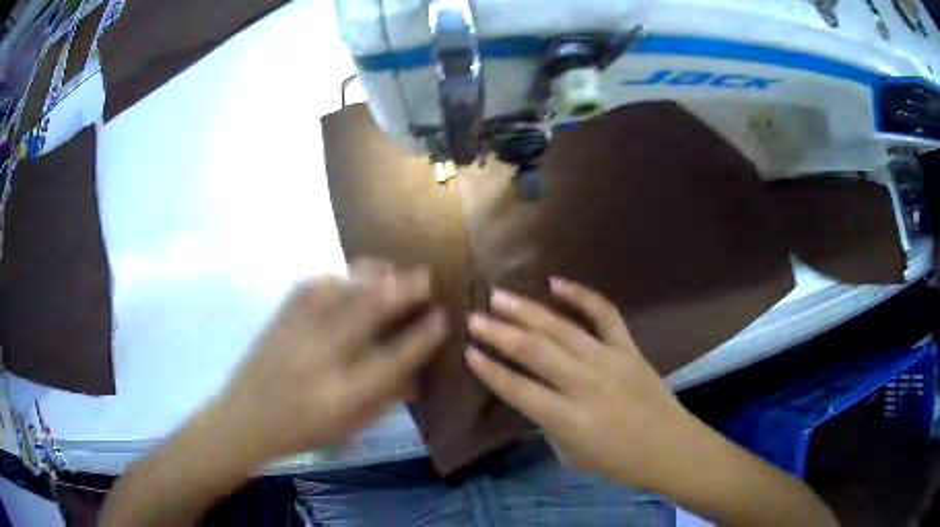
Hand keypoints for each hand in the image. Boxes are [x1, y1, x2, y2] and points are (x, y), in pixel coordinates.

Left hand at [213, 260, 446, 462]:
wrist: (244, 419)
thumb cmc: (301, 430)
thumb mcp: (348, 425)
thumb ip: (384, 398)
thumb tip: (417, 374)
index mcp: (342, 393)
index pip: (393, 359)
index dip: (422, 336)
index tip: (442, 317)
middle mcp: (321, 356)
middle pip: (368, 311)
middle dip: (403, 289)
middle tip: (425, 277)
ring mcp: (297, 331)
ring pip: (340, 290)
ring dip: (372, 275)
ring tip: (392, 270)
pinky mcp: (280, 317)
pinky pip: (312, 285)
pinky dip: (337, 276)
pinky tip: (348, 277)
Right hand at [465, 277, 695, 486]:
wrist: (669, 448)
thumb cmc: (618, 461)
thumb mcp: (572, 451)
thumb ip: (548, 419)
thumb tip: (531, 390)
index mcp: (567, 418)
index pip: (518, 389)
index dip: (490, 370)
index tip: (468, 352)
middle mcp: (584, 384)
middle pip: (534, 351)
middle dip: (499, 333)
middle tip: (474, 318)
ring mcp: (608, 360)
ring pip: (561, 329)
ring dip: (527, 311)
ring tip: (498, 296)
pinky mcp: (628, 347)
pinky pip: (604, 314)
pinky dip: (581, 295)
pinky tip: (557, 283)